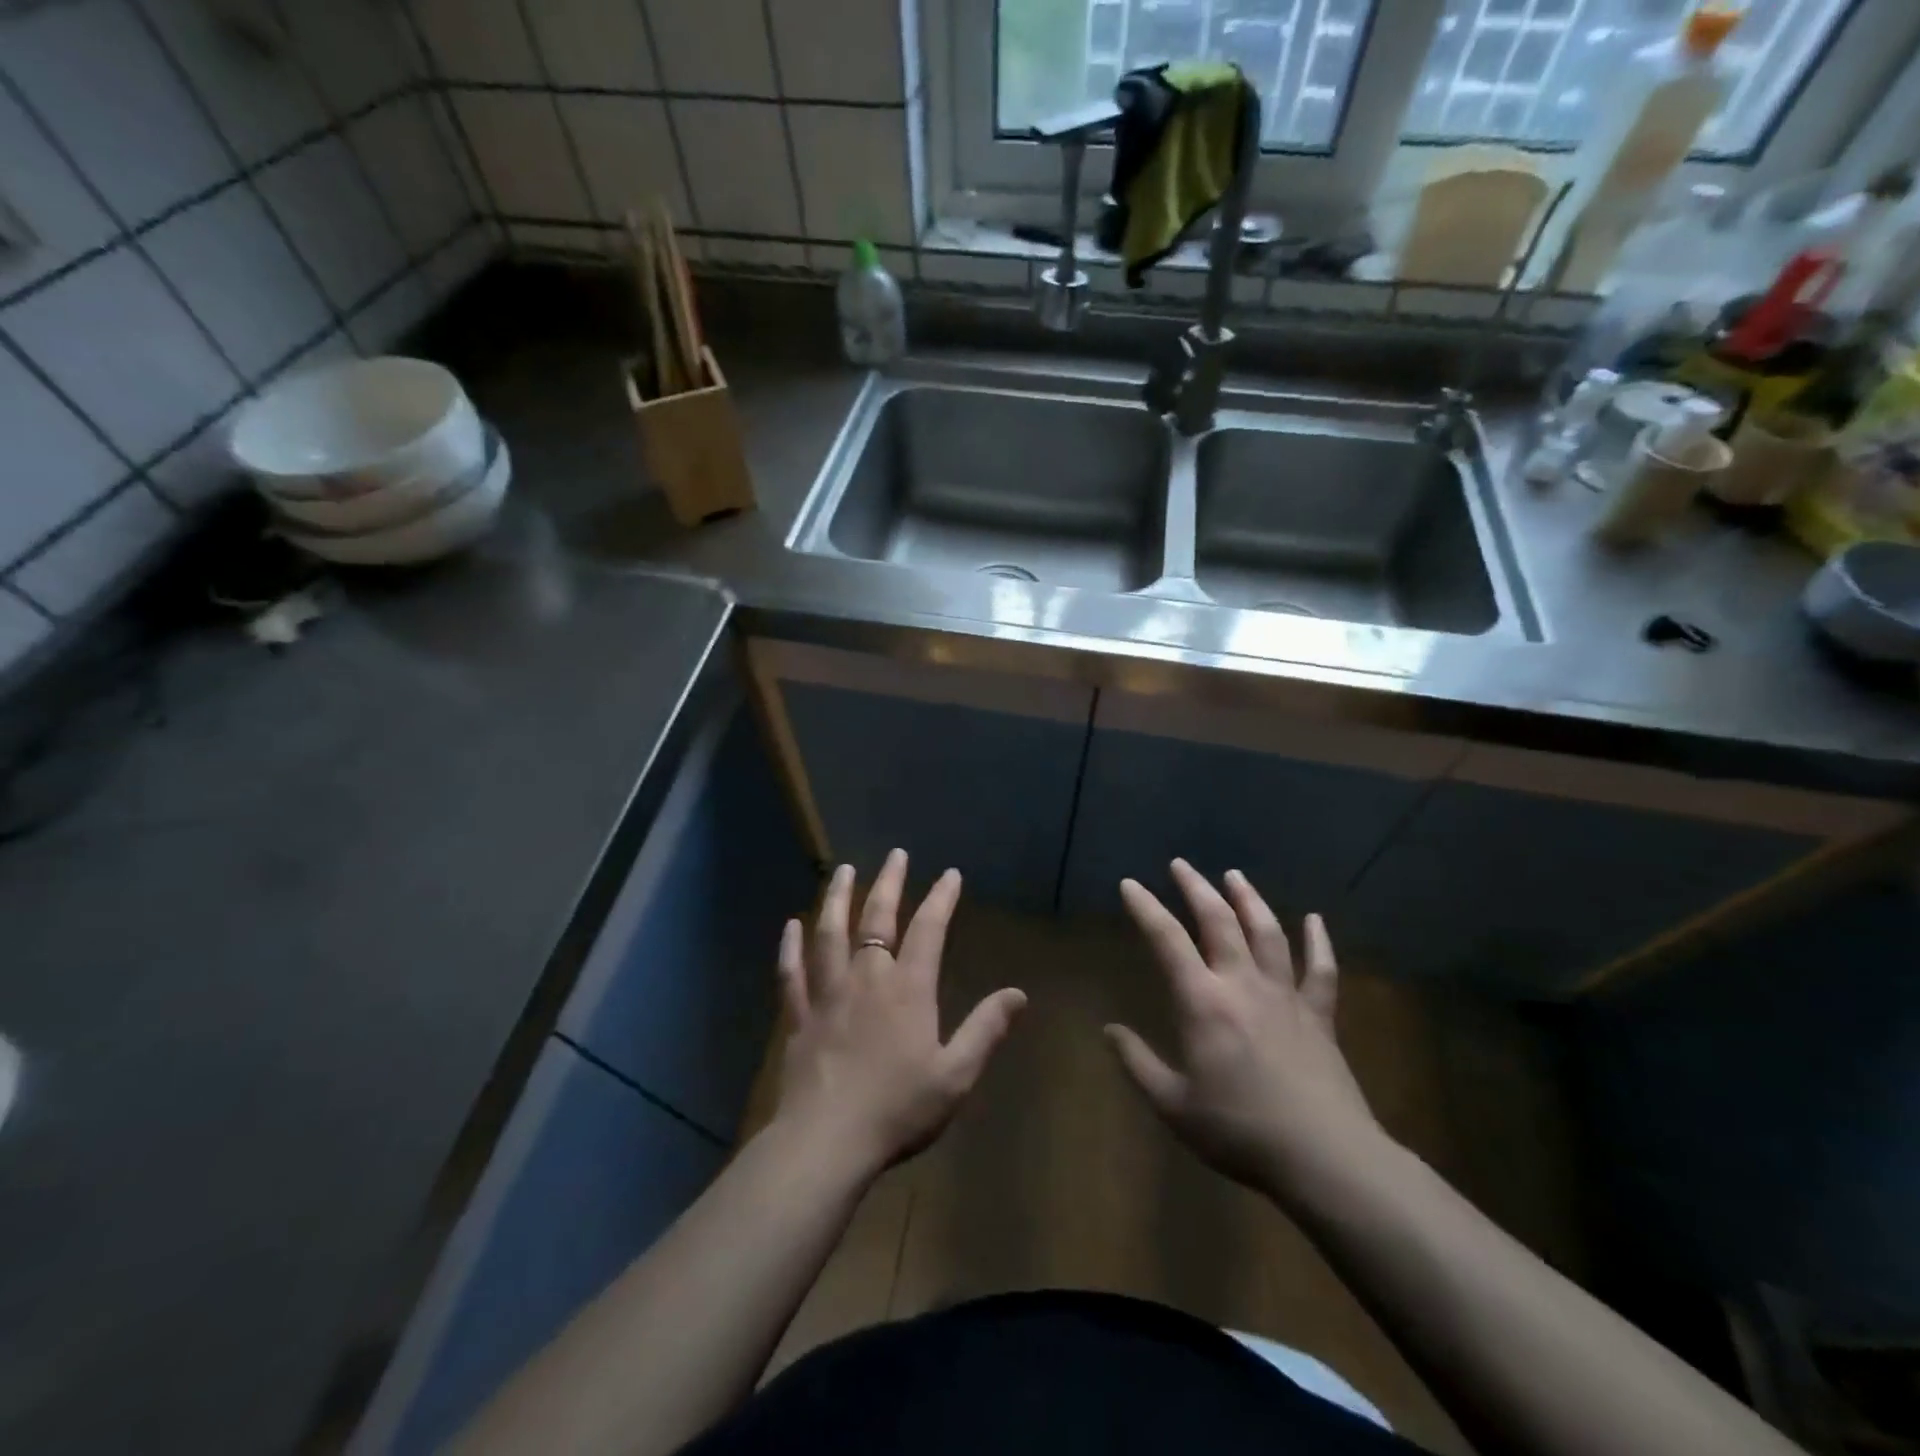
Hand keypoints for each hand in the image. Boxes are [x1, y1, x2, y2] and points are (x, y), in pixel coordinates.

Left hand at [773, 850, 1026, 1180]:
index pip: (928, 930)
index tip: (950, 875)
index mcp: (908, 989)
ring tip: (843, 871)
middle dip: (889, 883)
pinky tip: (790, 926)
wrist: (828, 1141)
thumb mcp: (955, 1075)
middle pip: (877, 919)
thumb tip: (1018, 994)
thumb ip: (986, 1030)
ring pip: (830, 934)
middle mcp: (867, 979)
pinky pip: (792, 973)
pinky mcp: (799, 1016)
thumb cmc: (898, 1109)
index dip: (941, 899)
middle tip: (896, 855)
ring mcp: (828, 994)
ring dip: (837, 899)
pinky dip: (791, 947)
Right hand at [1106, 860, 1389, 1206]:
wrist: (1325, 1158)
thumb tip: (1109, 1030)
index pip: (1167, 940)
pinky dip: (1319, 941)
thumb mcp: (1174, 1105)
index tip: (1130, 884)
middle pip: (1218, 921)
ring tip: (1234, 876)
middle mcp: (1243, 984)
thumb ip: (1138, 1064)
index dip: (1146, 908)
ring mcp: (1286, 996)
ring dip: (1248, 900)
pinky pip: (1321, 969)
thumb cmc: (1241, 1131)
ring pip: (1267, 933)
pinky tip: (1315, 920)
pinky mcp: (1319, 1015)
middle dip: (1196, 888)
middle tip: (1180, 864)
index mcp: (1203, 1002)